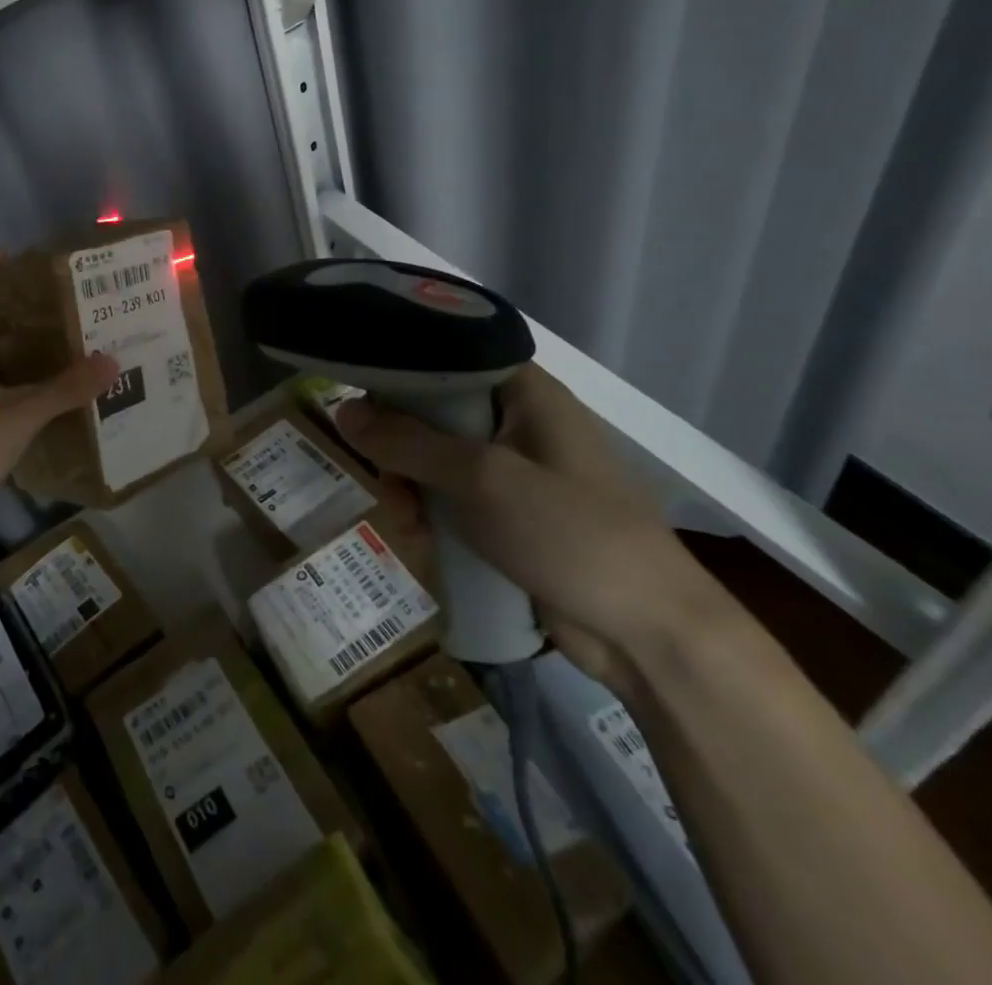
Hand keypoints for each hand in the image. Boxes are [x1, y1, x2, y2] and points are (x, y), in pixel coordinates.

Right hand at [337, 366, 713, 690]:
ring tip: (409, 525)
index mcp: (525, 391)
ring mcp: (516, 470)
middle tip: (388, 481)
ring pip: (436, 458)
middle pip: (433, 410)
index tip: (358, 398)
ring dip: (411, 487)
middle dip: (400, 447)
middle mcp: (519, 420)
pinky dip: (432, 513)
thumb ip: (407, 442)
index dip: (400, 371)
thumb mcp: (480, 479)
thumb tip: (342, 410)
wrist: (650, 635)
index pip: (447, 356)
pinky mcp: (511, 513)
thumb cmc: (570, 534)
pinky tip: (426, 542)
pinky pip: (453, 497)